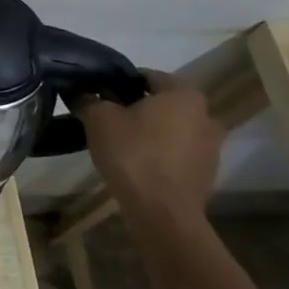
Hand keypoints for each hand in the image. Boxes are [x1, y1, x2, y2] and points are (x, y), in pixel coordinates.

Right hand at [76, 69, 222, 225]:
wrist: (162, 212)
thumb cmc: (133, 154)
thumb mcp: (98, 119)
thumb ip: (88, 99)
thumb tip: (77, 91)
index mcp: (183, 94)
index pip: (149, 76)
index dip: (121, 82)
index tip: (101, 94)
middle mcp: (205, 115)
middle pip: (164, 103)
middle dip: (138, 107)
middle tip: (109, 117)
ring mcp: (211, 147)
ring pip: (173, 128)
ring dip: (151, 131)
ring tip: (121, 142)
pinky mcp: (207, 173)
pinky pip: (179, 153)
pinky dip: (161, 153)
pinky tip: (138, 163)